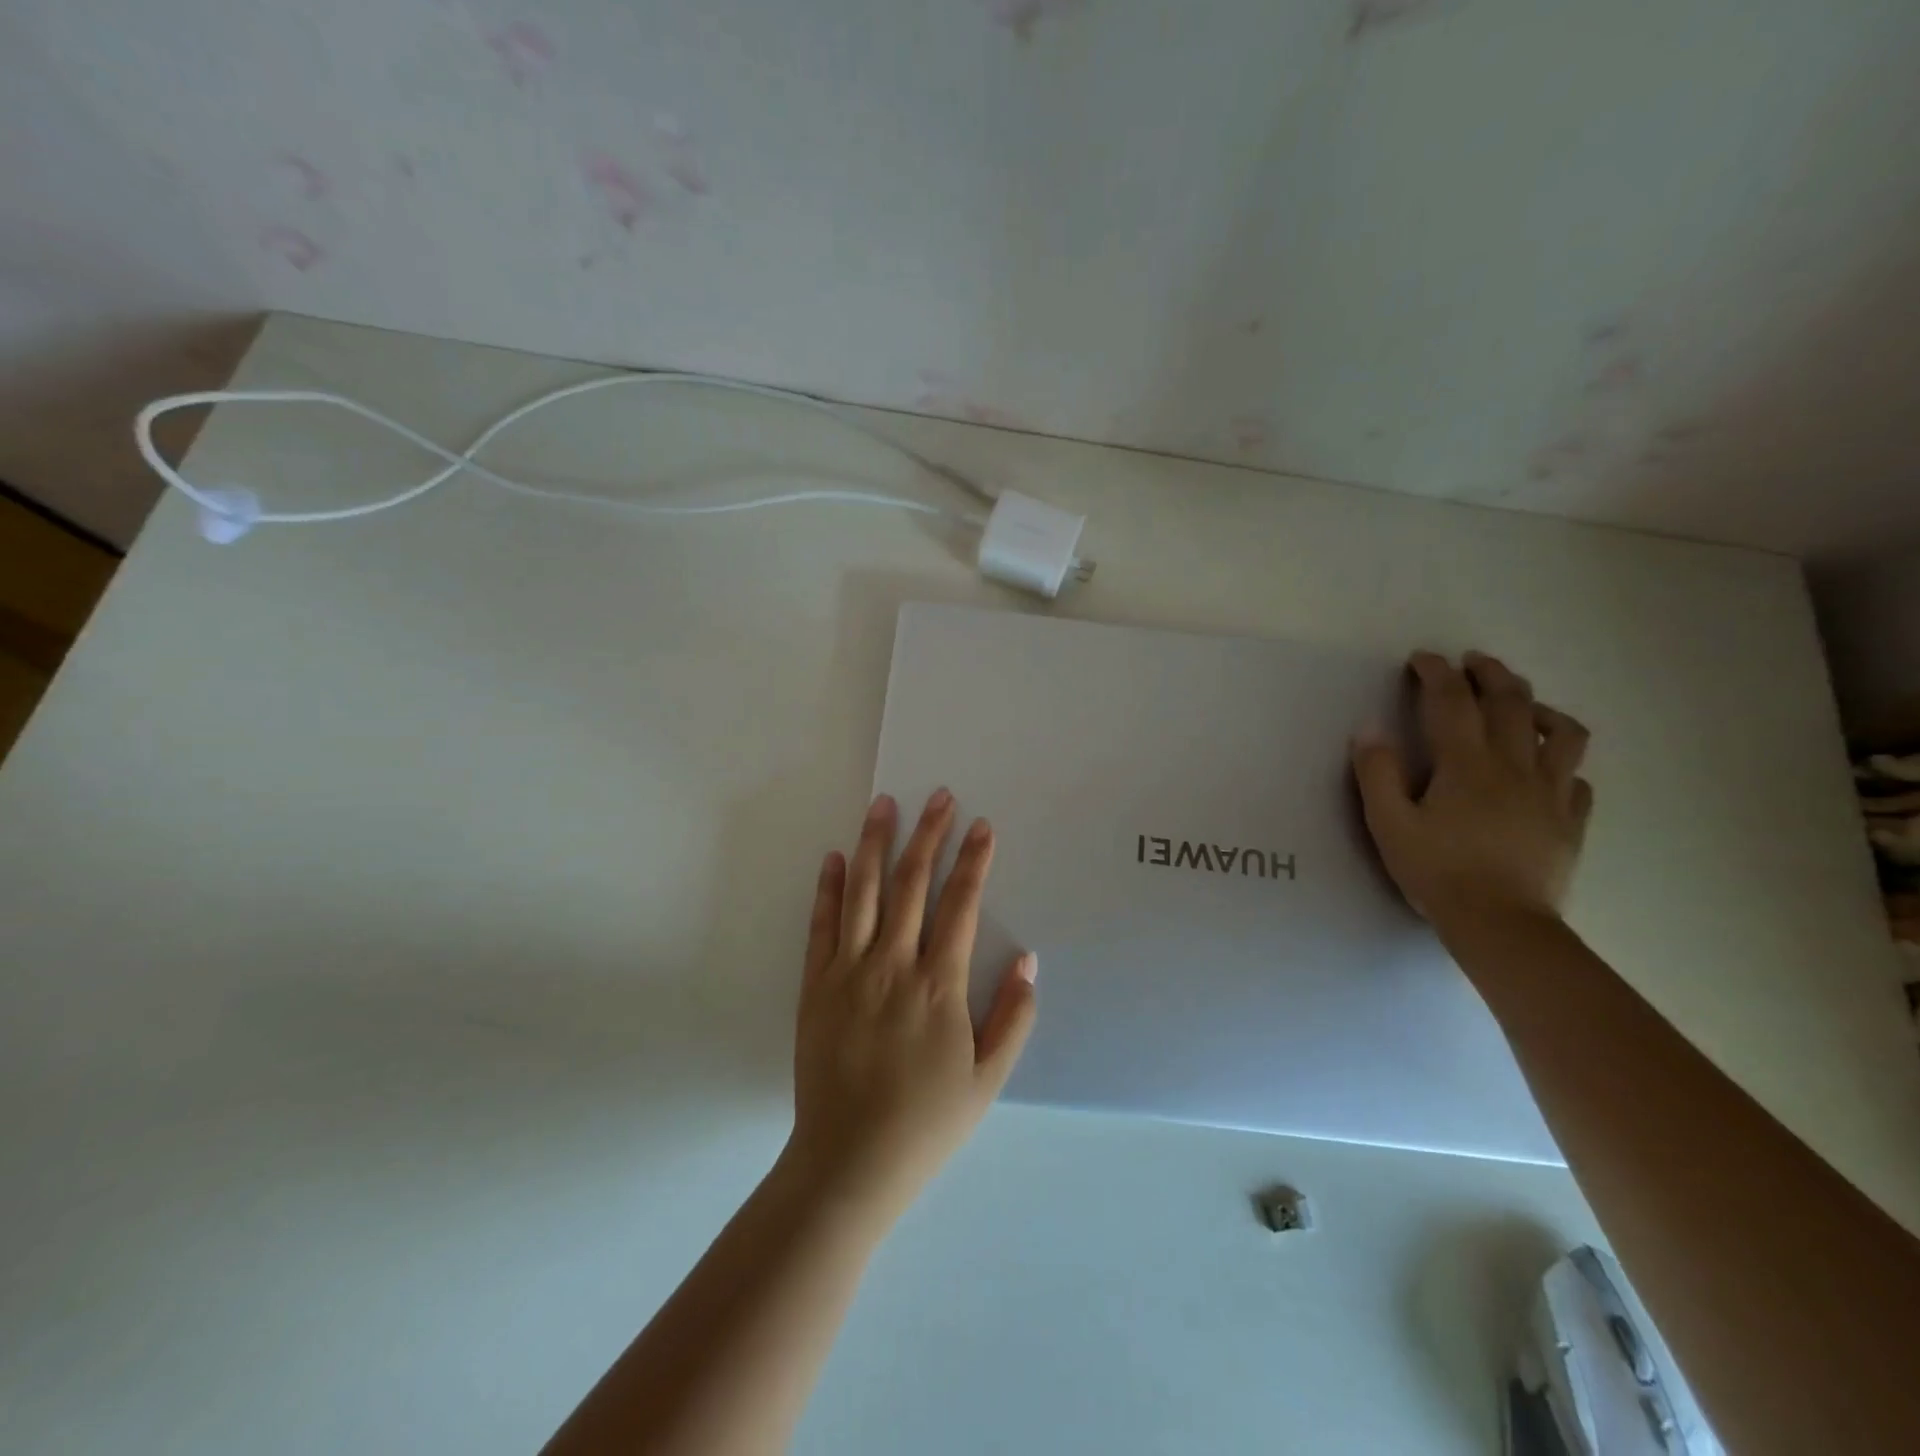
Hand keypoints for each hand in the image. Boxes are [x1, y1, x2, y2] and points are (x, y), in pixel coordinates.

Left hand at [784, 790, 1037, 1220]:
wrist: (848, 1162)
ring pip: (864, 892)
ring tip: (883, 804)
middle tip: (938, 795)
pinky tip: (836, 858)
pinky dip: (829, 888)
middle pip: (912, 884)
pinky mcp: (816, 985)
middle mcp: (893, 965)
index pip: (961, 905)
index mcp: (939, 986)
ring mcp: (849, 971)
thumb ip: (1013, 1017)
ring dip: (876, 844)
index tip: (982, 826)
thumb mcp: (988, 1079)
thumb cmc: (926, 1122)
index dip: (974, 861)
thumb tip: (1029, 960)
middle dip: (929, 834)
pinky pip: (823, 925)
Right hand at [1352, 651, 1591, 932]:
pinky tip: (1547, 767)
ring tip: (1523, 705)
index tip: (1422, 659)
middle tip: (1473, 662)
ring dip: (1539, 706)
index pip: (1451, 701)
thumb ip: (1377, 774)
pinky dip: (1561, 760)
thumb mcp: (1389, 824)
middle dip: (1490, 674)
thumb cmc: (1437, 872)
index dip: (1436, 673)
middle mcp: (1514, 766)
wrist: (1502, 924)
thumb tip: (1369, 729)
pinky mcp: (1570, 820)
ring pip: (1562, 732)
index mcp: (1466, 764)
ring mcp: (1550, 792)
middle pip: (1511, 703)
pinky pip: (1576, 777)